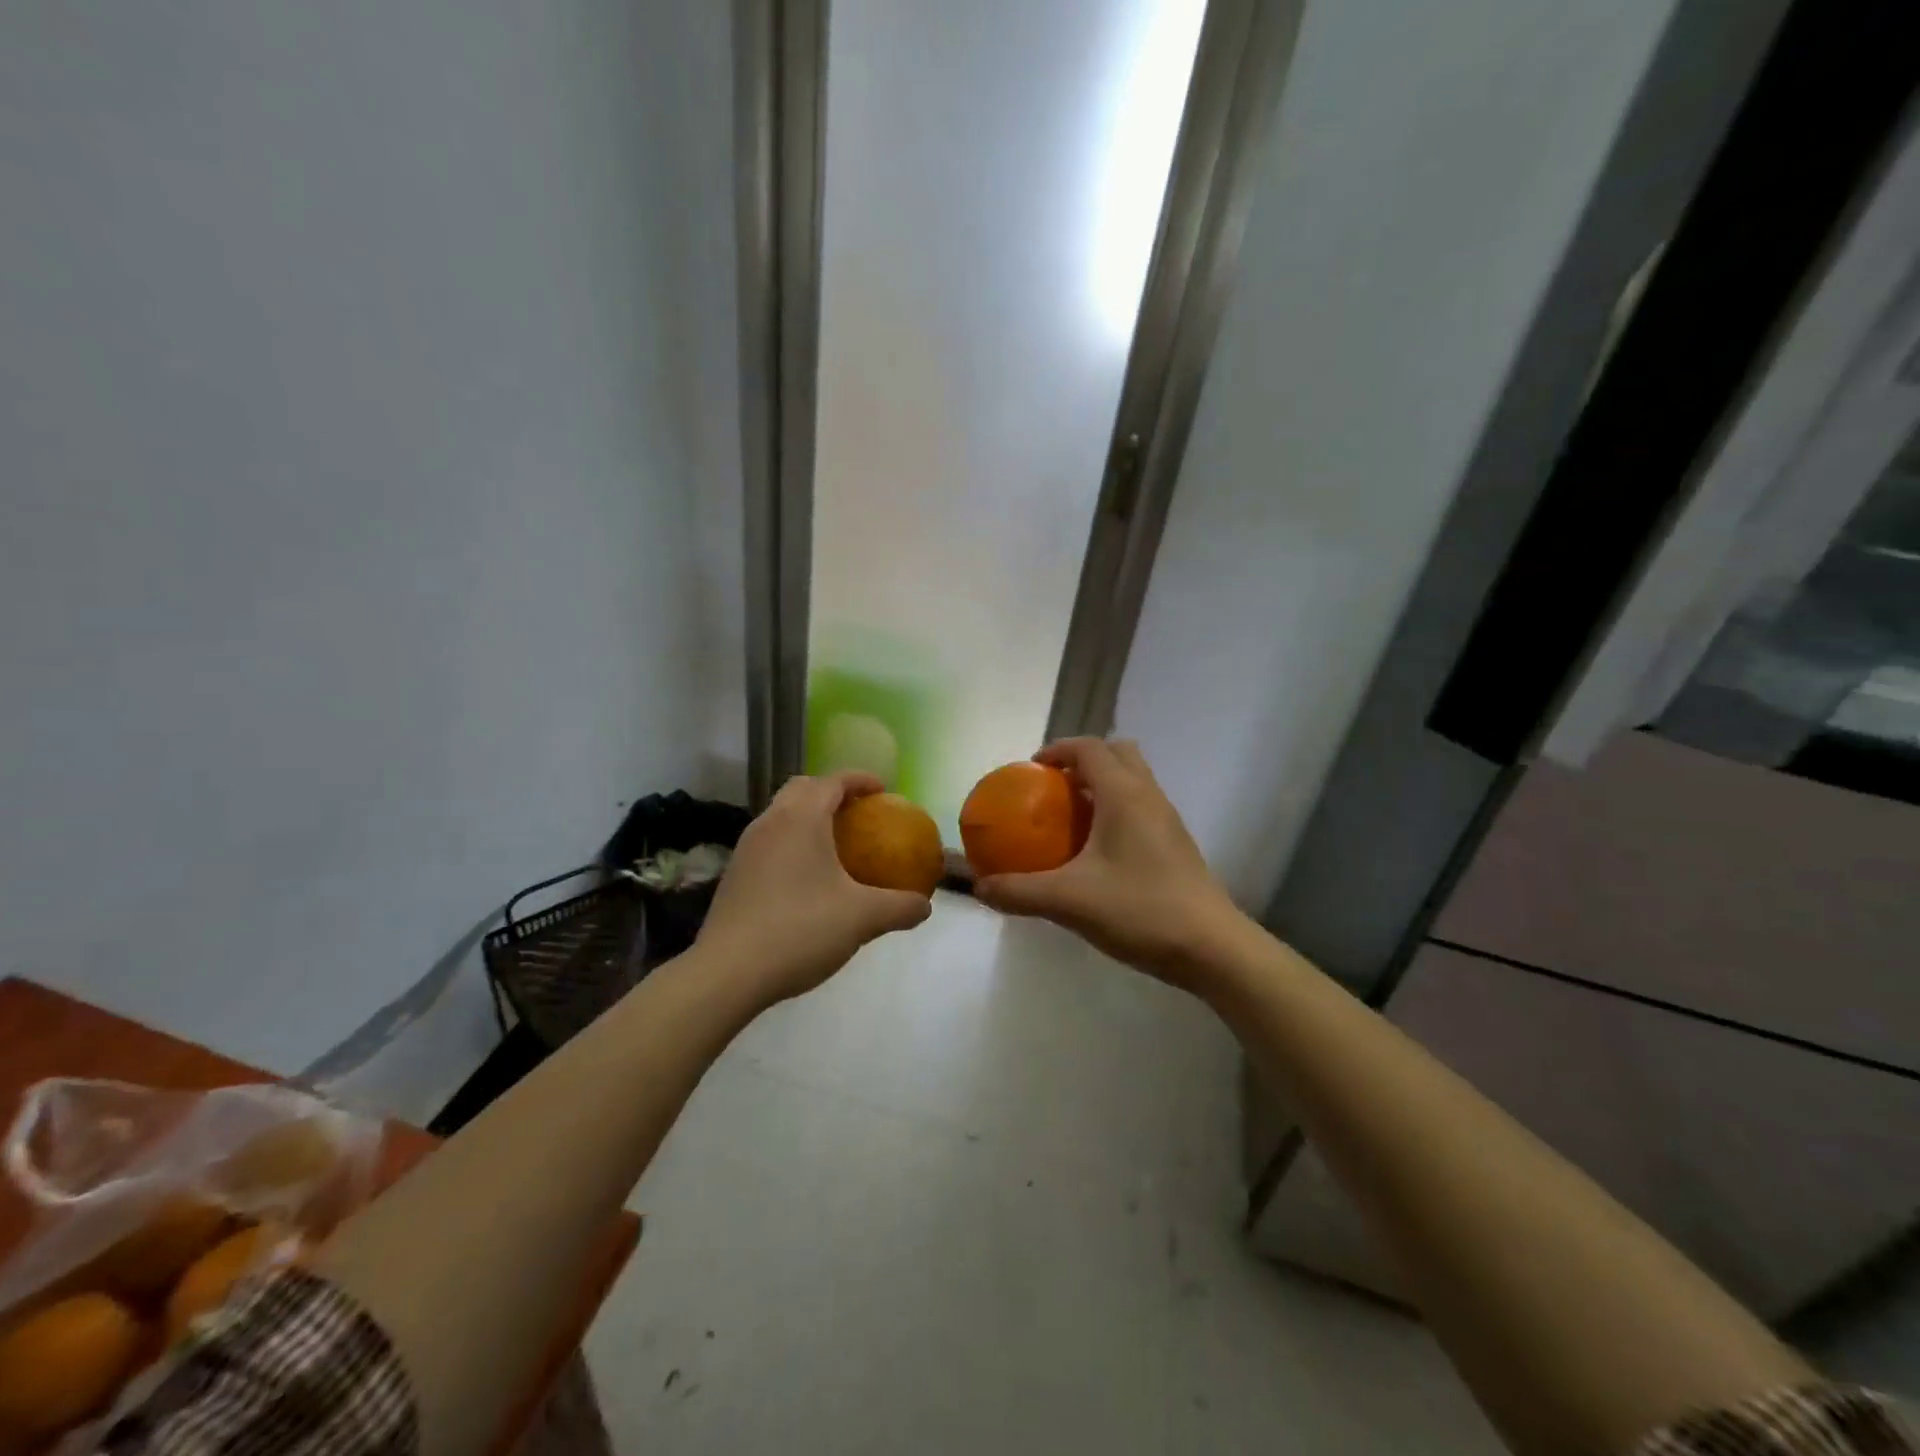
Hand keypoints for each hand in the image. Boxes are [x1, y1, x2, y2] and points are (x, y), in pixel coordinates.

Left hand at [696, 771, 932, 1005]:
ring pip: (781, 816)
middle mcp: (770, 823)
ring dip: (808, 818)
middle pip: (801, 789)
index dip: (860, 779)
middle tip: (858, 812)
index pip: (832, 781)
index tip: (883, 789)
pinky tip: (806, 879)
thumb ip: (899, 907)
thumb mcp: (862, 919)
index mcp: (801, 819)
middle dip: (831, 792)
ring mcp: (746, 848)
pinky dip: (792, 844)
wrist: (728, 973)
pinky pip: (769, 842)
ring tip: (835, 844)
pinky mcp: (734, 875)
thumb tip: (924, 907)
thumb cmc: (800, 930)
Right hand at [972, 738, 1244, 988]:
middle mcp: (1149, 796)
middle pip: (1118, 753)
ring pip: (1134, 780)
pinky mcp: (1176, 844)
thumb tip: (980, 888)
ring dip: (1102, 785)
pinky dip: (1116, 810)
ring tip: (1071, 818)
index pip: (1090, 748)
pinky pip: (1142, 808)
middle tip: (1054, 788)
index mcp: (1124, 795)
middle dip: (1083, 760)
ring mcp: (1168, 820)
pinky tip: (1097, 852)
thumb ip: (1020, 892)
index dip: (1057, 750)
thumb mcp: (1069, 901)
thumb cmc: (1140, 910)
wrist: (1212, 948)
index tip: (1031, 769)